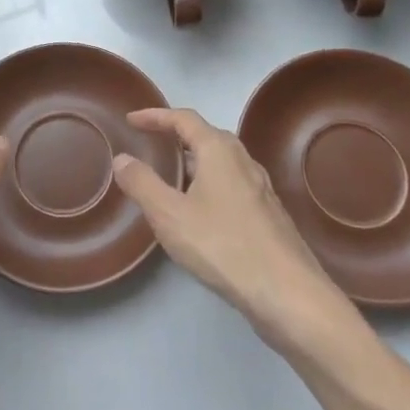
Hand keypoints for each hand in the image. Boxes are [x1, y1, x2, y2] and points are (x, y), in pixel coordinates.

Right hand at [112, 108, 355, 353]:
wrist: (287, 294)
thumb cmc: (223, 245)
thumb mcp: (170, 215)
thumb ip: (142, 183)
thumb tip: (121, 158)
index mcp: (219, 150)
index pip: (183, 119)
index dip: (155, 116)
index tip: (132, 120)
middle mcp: (243, 160)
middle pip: (206, 136)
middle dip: (177, 137)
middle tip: (152, 145)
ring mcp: (260, 188)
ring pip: (221, 163)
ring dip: (194, 163)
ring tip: (171, 178)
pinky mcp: (268, 215)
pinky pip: (231, 185)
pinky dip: (209, 185)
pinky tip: (200, 213)